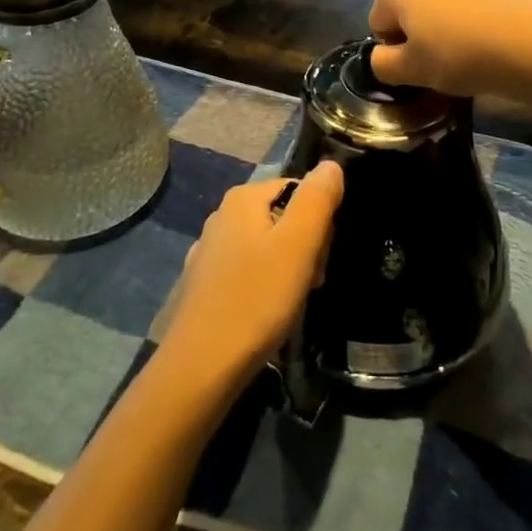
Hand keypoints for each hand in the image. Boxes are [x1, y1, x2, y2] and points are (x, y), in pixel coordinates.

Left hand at [163, 162, 344, 385]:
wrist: (201, 366)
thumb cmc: (256, 299)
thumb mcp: (298, 245)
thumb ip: (317, 199)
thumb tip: (330, 164)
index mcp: (242, 198)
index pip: (298, 188)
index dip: (319, 219)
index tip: (322, 255)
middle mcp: (222, 216)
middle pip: (282, 216)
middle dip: (305, 245)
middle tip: (310, 280)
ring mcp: (209, 251)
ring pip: (266, 246)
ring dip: (288, 268)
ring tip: (293, 301)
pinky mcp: (205, 284)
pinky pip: (248, 271)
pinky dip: (264, 286)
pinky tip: (267, 313)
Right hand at [368, 0, 531, 97]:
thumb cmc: (465, 56)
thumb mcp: (415, 74)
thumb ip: (385, 65)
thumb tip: (382, 55)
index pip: (380, 20)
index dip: (397, 47)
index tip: (421, 67)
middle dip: (429, 22)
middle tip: (453, 56)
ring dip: (463, 10)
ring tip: (488, 42)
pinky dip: (499, 0)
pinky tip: (515, 25)